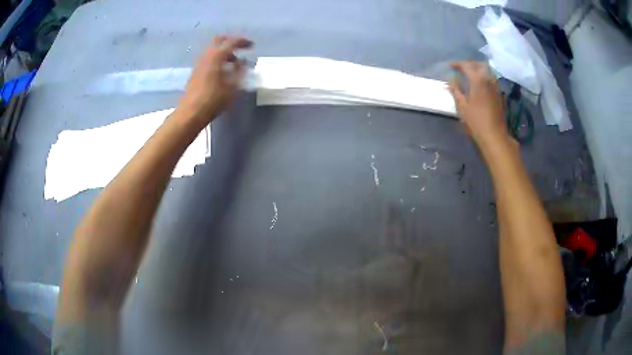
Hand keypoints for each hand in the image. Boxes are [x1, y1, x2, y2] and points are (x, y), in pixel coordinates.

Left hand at [177, 35, 252, 125]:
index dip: (243, 42)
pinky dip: (217, 59)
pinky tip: (222, 71)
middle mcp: (207, 56)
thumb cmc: (213, 100)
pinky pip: (208, 59)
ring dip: (223, 52)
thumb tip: (243, 62)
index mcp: (217, 56)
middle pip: (219, 40)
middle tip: (240, 48)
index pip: (231, 42)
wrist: (191, 112)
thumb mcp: (233, 86)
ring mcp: (199, 63)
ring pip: (212, 50)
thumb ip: (240, 71)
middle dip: (230, 42)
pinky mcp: (196, 72)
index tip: (251, 45)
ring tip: (233, 63)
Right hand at [448, 61, 507, 148]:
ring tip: (469, 75)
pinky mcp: (499, 93)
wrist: (494, 135)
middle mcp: (488, 79)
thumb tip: (449, 79)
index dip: (457, 64)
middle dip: (469, 64)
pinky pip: (491, 78)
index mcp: (477, 79)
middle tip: (460, 68)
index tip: (450, 66)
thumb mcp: (461, 106)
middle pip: (478, 64)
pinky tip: (479, 84)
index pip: (466, 65)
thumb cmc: (476, 121)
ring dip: (477, 69)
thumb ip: (455, 89)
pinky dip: (483, 77)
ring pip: (487, 70)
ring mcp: (495, 86)